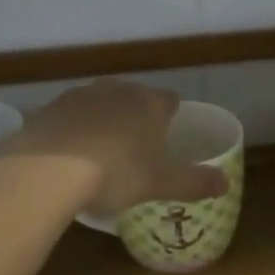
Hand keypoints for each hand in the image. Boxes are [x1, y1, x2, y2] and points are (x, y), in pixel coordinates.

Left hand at [5, 80, 228, 217]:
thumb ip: (195, 182)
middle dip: (137, 115)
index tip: (170, 133)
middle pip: (134, 97)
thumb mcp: (161, 184)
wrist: (48, 169)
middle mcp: (117, 90)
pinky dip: (73, 129)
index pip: (170, 100)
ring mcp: (80, 95)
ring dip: (104, 119)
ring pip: (100, 102)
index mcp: (150, 104)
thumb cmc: (116, 173)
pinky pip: (69, 116)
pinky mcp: (49, 108)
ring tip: (101, 150)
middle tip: (136, 146)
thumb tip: (226, 183)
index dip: (172, 115)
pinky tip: (69, 153)